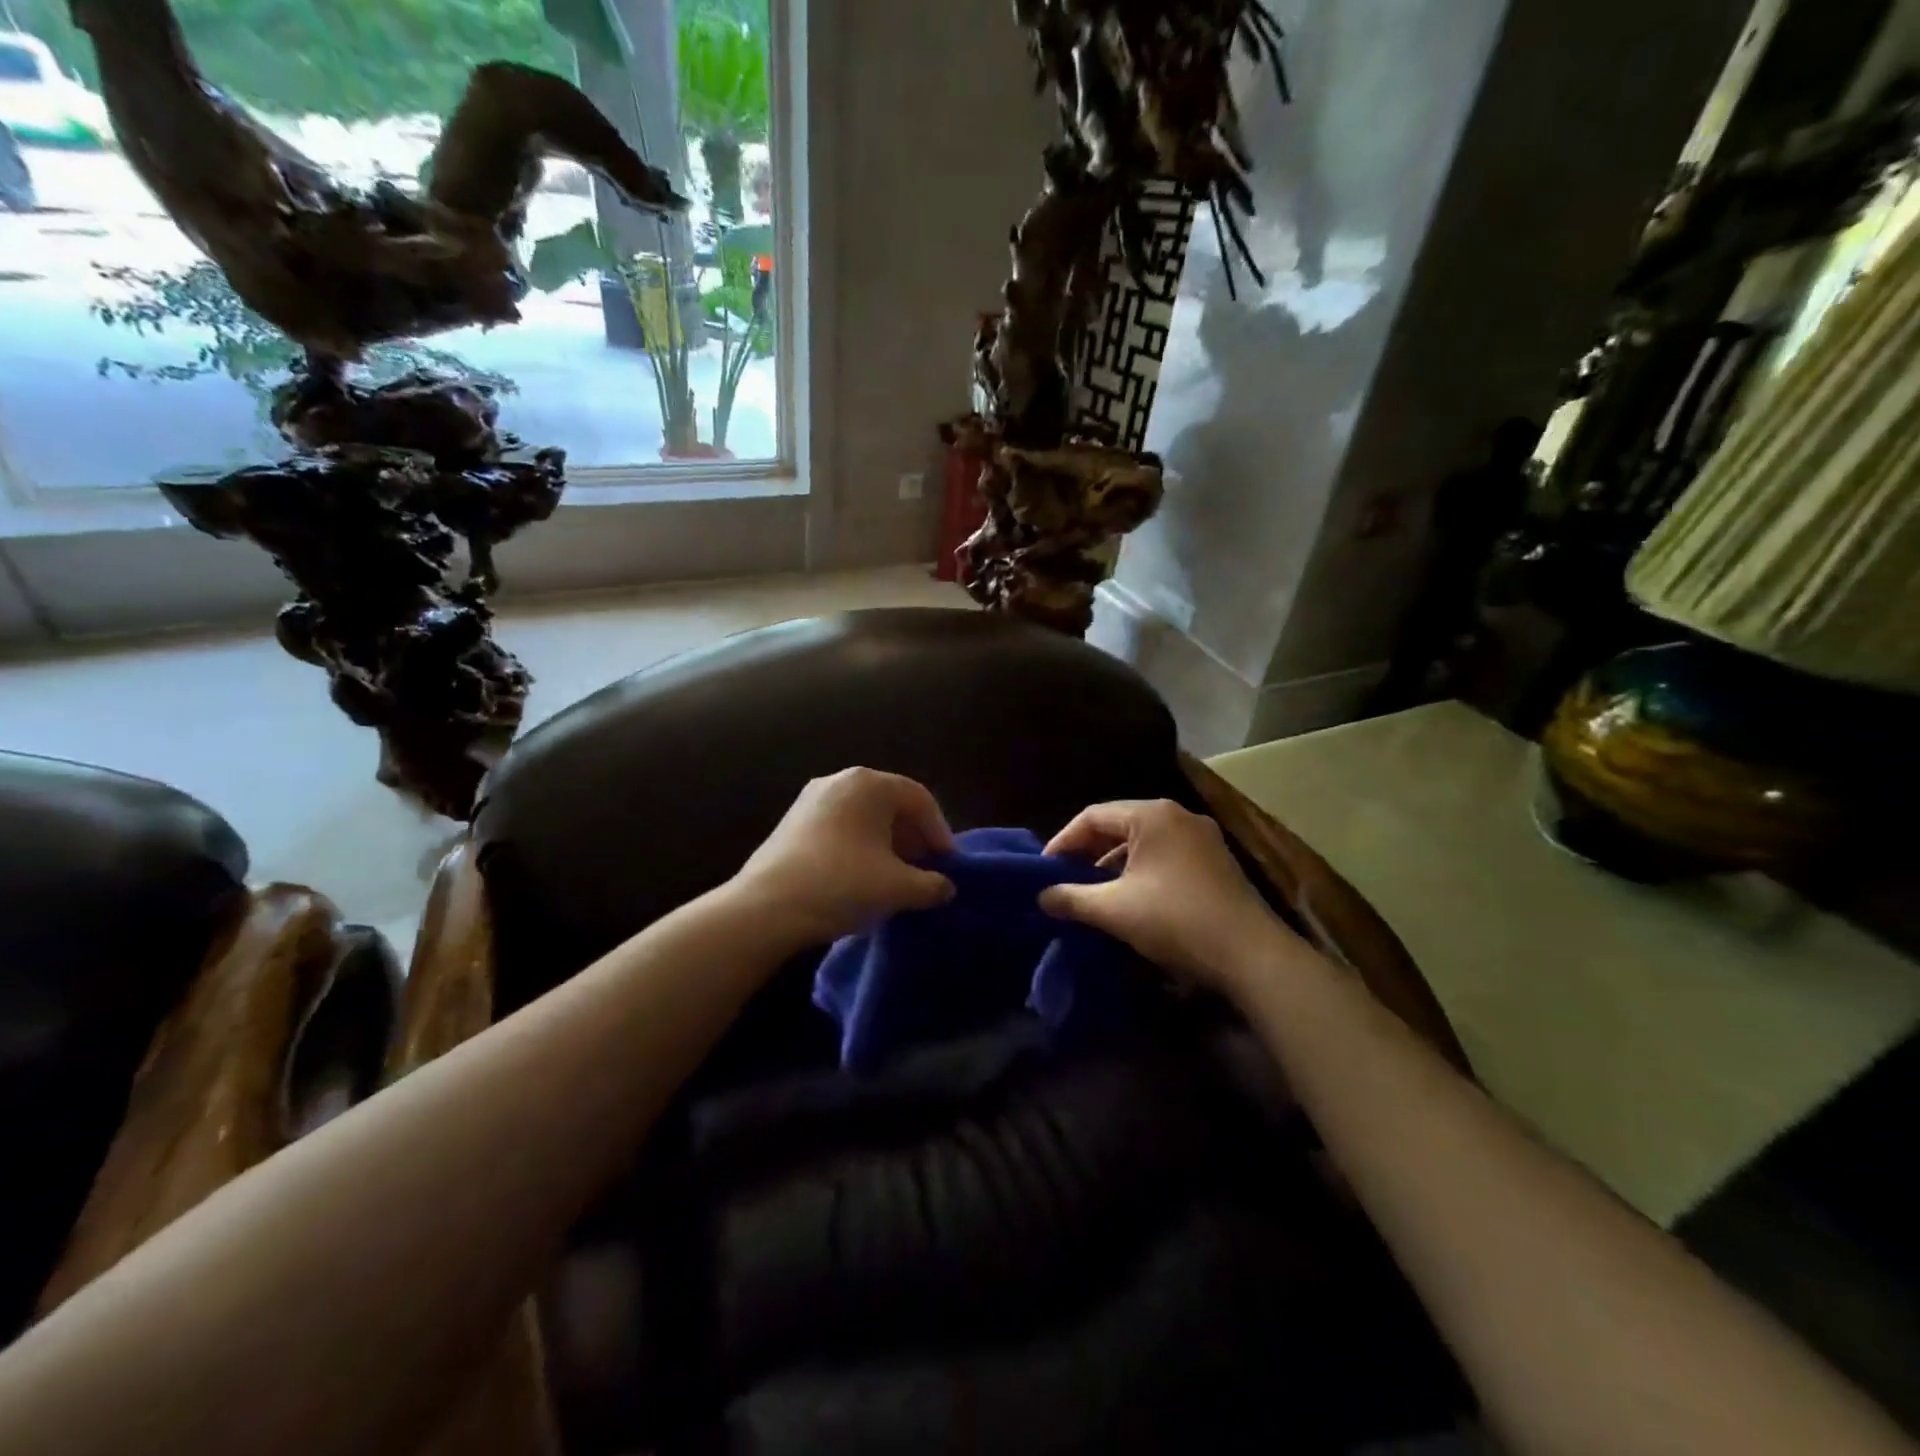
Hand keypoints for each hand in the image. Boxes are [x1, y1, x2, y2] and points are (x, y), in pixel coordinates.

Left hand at [731, 769, 956, 949]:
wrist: (765, 908)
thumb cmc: (841, 885)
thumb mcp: (898, 888)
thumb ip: (931, 885)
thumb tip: (945, 887)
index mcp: (869, 783)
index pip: (919, 799)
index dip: (940, 831)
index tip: (948, 864)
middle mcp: (840, 779)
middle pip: (891, 804)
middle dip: (913, 837)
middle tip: (924, 869)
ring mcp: (812, 798)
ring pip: (864, 816)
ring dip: (887, 843)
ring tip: (894, 876)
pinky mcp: (793, 821)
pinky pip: (841, 826)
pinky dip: (860, 845)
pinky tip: (861, 876)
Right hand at [1040, 799, 1299, 995]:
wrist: (1252, 955)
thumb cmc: (1176, 920)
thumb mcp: (1114, 910)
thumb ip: (1071, 898)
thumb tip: (1041, 896)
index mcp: (1152, 815)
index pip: (1093, 816)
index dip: (1063, 841)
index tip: (1043, 870)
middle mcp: (1178, 816)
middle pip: (1119, 825)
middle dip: (1087, 852)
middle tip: (1063, 879)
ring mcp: (1202, 838)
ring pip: (1143, 842)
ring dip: (1113, 864)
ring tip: (1093, 892)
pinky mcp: (1215, 862)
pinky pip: (1165, 855)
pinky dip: (1140, 871)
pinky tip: (1130, 898)